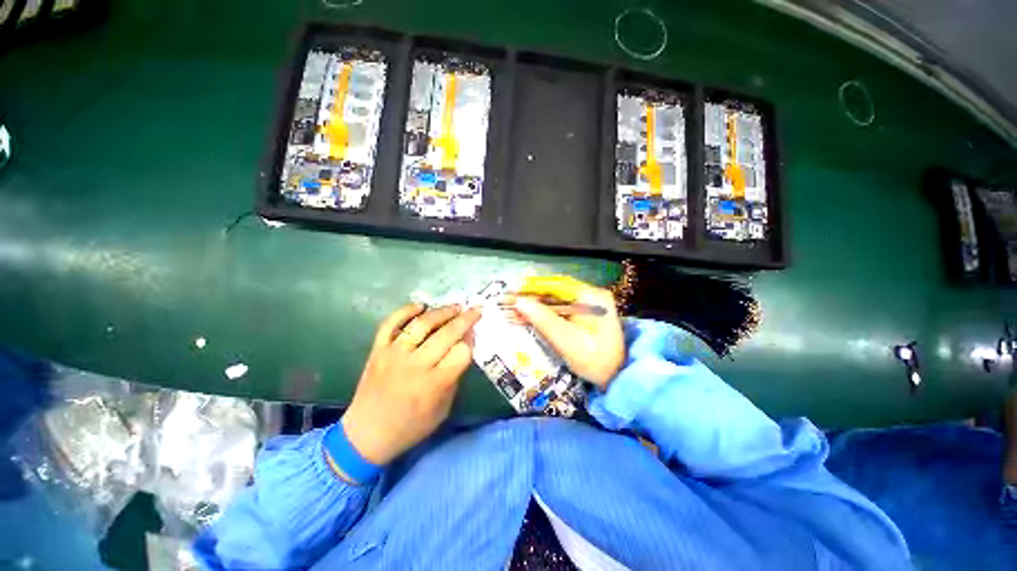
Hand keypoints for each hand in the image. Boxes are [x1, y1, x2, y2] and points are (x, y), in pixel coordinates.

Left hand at [341, 303, 480, 465]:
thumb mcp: (443, 408)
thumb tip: (464, 346)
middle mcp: (415, 365)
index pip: (462, 352)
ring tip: (455, 307)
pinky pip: (391, 323)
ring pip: (422, 324)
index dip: (471, 341)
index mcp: (434, 384)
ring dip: (442, 312)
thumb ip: (455, 376)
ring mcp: (394, 354)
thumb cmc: (411, 426)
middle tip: (475, 310)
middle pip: (447, 334)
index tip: (474, 335)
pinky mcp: (378, 350)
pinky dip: (405, 311)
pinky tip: (420, 306)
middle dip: (465, 319)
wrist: (366, 435)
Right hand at [509, 278, 624, 387]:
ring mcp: (587, 304)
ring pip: (554, 299)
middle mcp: (590, 295)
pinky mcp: (582, 313)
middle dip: (531, 297)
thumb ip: (545, 321)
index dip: (533, 287)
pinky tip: (528, 316)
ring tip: (513, 310)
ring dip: (534, 305)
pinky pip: (559, 308)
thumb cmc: (596, 361)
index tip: (513, 292)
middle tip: (509, 303)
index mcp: (592, 297)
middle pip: (554, 291)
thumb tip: (520, 302)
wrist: (617, 377)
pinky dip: (543, 313)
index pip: (557, 285)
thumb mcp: (569, 342)